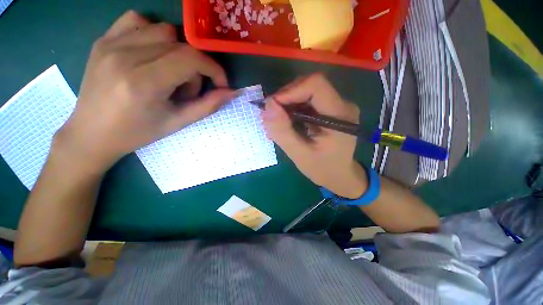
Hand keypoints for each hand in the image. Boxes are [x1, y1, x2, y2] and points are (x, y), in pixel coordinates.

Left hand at [55, 11, 235, 172]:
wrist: (91, 133)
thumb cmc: (138, 133)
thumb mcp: (178, 122)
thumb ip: (208, 106)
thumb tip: (232, 92)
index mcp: (143, 82)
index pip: (191, 58)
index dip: (213, 69)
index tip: (220, 83)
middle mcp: (125, 56)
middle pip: (181, 45)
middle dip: (196, 67)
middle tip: (188, 88)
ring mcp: (110, 44)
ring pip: (163, 30)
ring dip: (177, 51)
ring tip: (169, 73)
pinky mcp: (103, 39)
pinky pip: (137, 20)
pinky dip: (153, 34)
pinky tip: (151, 54)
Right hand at [262, 73, 367, 198]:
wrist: (339, 174)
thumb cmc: (322, 168)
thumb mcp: (300, 154)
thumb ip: (283, 132)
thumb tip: (268, 105)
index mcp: (339, 115)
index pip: (316, 85)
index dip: (290, 91)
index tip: (273, 107)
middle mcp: (341, 104)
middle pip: (309, 86)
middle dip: (285, 98)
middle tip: (271, 117)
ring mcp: (336, 105)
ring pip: (306, 91)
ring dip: (287, 104)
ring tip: (277, 123)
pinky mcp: (329, 109)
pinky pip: (307, 100)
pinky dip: (292, 109)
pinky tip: (286, 123)